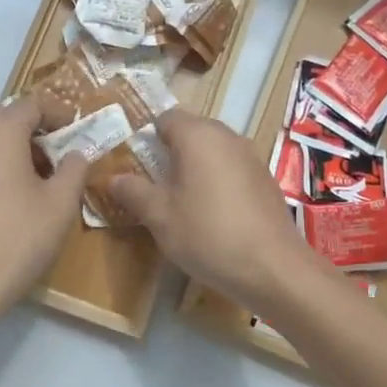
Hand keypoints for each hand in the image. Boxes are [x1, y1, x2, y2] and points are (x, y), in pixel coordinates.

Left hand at [0, 96, 88, 325]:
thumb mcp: (60, 204)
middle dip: (32, 133)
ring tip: (30, 185)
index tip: (75, 133)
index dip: (58, 113)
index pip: (31, 103)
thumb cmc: (17, 239)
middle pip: (3, 120)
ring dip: (9, 153)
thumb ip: (74, 169)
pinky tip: (0, 208)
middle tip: (55, 160)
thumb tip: (74, 154)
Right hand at [108, 109, 314, 311]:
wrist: (273, 268)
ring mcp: (251, 156)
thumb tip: (112, 178)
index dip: (146, 136)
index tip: (133, 162)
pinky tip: (212, 213)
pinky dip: (217, 180)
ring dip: (195, 167)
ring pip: (213, 150)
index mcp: (198, 135)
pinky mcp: (266, 179)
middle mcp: (227, 136)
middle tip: (151, 183)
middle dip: (170, 152)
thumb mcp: (160, 217)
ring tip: (179, 200)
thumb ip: (133, 192)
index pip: (165, 118)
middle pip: (191, 131)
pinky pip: (232, 168)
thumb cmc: (208, 235)